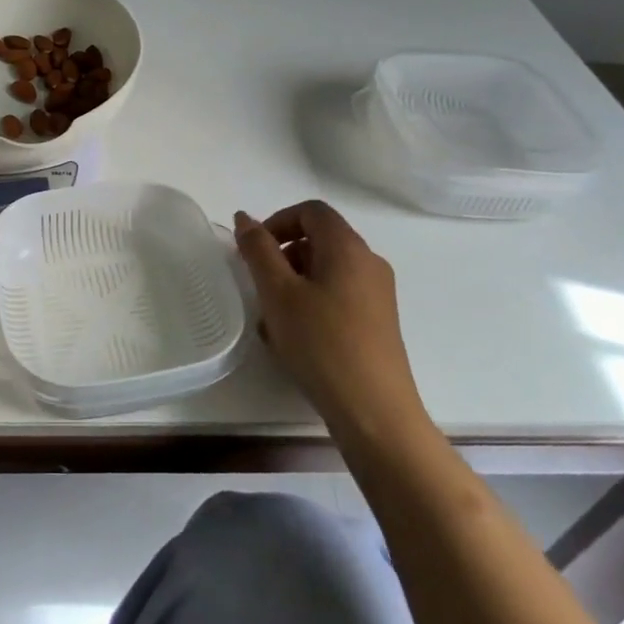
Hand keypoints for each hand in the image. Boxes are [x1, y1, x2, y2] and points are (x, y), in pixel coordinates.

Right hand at [233, 200, 430, 443]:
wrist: (374, 411)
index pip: (311, 211)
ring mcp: (378, 294)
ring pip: (327, 270)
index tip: (254, 251)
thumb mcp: (278, 293)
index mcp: (348, 247)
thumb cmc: (321, 344)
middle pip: (320, 239)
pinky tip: (294, 337)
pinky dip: (312, 302)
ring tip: (272, 318)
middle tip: (260, 286)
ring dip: (294, 282)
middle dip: (283, 255)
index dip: (277, 221)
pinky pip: (338, 295)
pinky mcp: (378, 322)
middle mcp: (369, 263)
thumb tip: (244, 218)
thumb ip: (258, 250)